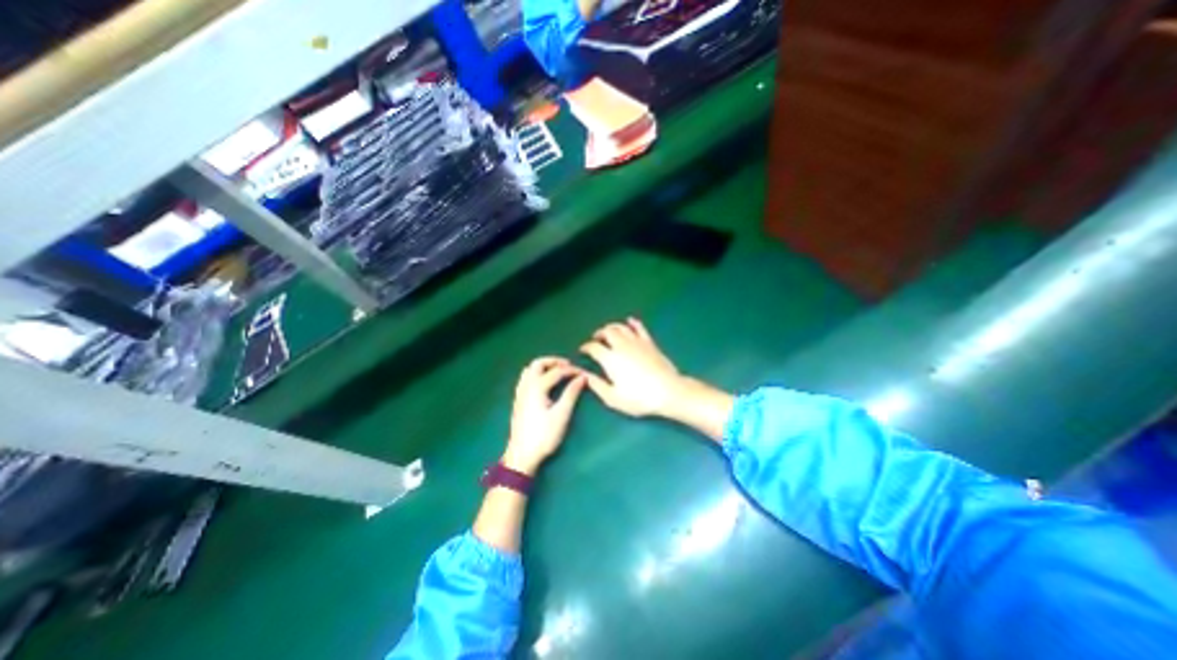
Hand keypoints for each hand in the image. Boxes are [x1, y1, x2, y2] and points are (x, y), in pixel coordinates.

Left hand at [504, 355, 585, 473]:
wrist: (522, 455)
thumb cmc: (544, 436)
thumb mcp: (561, 414)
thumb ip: (571, 393)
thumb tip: (582, 378)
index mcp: (537, 387)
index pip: (557, 372)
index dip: (572, 370)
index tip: (584, 373)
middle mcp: (526, 386)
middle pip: (538, 364)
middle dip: (554, 362)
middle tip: (568, 366)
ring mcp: (520, 393)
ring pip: (529, 370)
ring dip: (543, 367)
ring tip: (557, 372)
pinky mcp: (518, 401)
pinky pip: (525, 379)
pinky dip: (536, 375)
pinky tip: (543, 384)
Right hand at [579, 318, 685, 418]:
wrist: (667, 391)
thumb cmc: (638, 398)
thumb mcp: (613, 398)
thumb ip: (597, 385)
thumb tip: (586, 376)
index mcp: (610, 359)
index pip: (593, 347)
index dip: (586, 347)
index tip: (583, 350)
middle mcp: (621, 346)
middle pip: (607, 332)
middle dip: (599, 333)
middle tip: (596, 338)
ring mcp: (636, 342)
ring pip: (621, 327)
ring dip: (612, 327)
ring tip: (608, 331)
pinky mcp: (649, 342)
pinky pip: (639, 328)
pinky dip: (632, 323)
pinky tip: (630, 321)